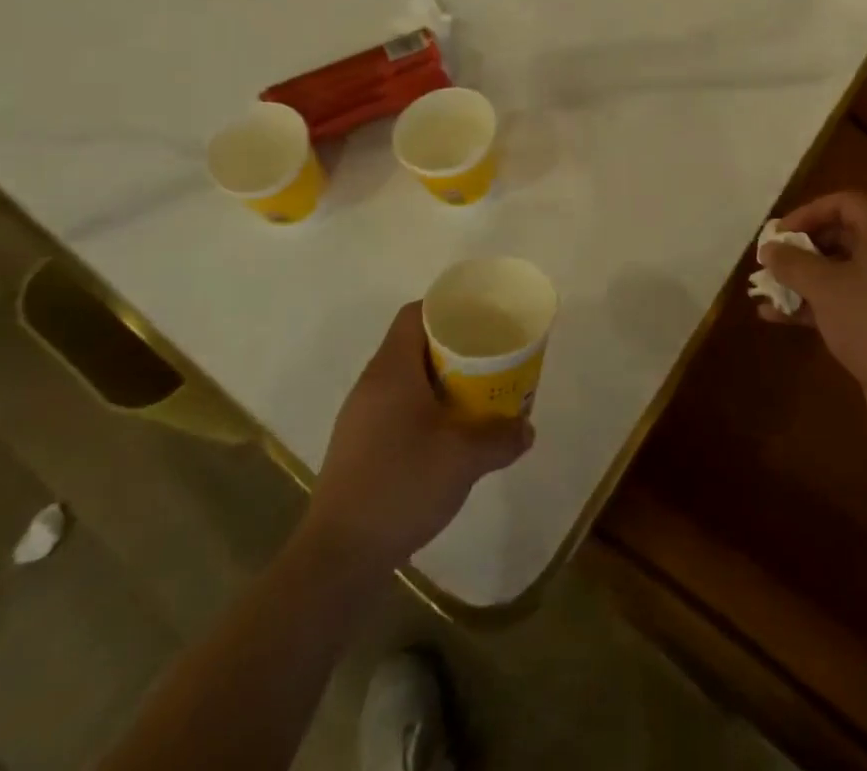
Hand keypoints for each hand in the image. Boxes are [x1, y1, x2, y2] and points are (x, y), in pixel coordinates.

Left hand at [307, 302, 532, 562]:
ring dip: (440, 379)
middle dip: (453, 347)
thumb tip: (527, 429)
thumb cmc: (401, 486)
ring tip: (474, 393)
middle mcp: (371, 384)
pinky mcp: (358, 446)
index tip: (480, 318)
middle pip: (414, 343)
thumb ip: (501, 438)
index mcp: (392, 370)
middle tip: (488, 357)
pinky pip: (396, 406)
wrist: (339, 557)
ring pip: (405, 377)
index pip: (416, 313)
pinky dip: (424, 407)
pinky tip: (446, 434)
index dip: (448, 308)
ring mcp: (360, 416)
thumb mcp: (464, 459)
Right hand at [758, 191, 866, 428]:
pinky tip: (777, 317)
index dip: (808, 212)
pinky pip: (845, 300)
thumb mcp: (823, 286)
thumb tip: (768, 249)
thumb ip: (791, 262)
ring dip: (802, 278)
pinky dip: (814, 304)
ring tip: (767, 289)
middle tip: (772, 261)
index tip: (779, 234)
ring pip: (840, 271)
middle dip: (801, 248)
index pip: (844, 203)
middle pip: (841, 236)